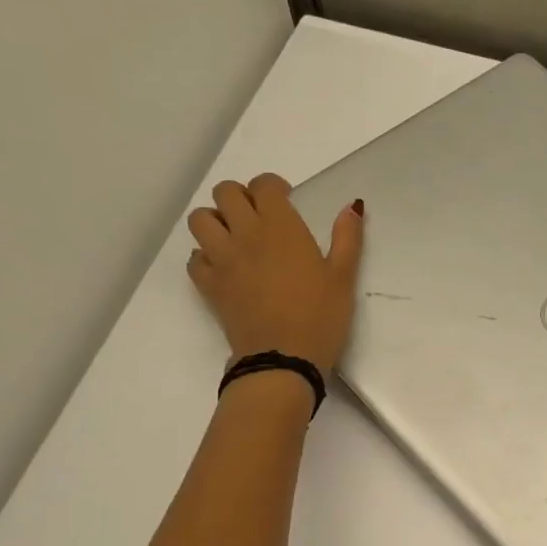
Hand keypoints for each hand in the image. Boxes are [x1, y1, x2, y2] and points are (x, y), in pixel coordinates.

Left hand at [186, 174, 362, 375]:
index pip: (263, 186)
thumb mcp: (343, 278)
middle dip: (241, 197)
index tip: (286, 200)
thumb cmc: (320, 317)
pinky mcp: (209, 285)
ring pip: (201, 220)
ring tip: (236, 237)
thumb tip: (352, 207)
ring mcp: (222, 259)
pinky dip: (206, 256)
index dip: (273, 187)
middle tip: (259, 216)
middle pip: (225, 193)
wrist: (283, 359)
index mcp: (281, 228)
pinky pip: (195, 258)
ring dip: (216, 221)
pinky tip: (226, 268)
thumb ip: (347, 239)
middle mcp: (245, 235)